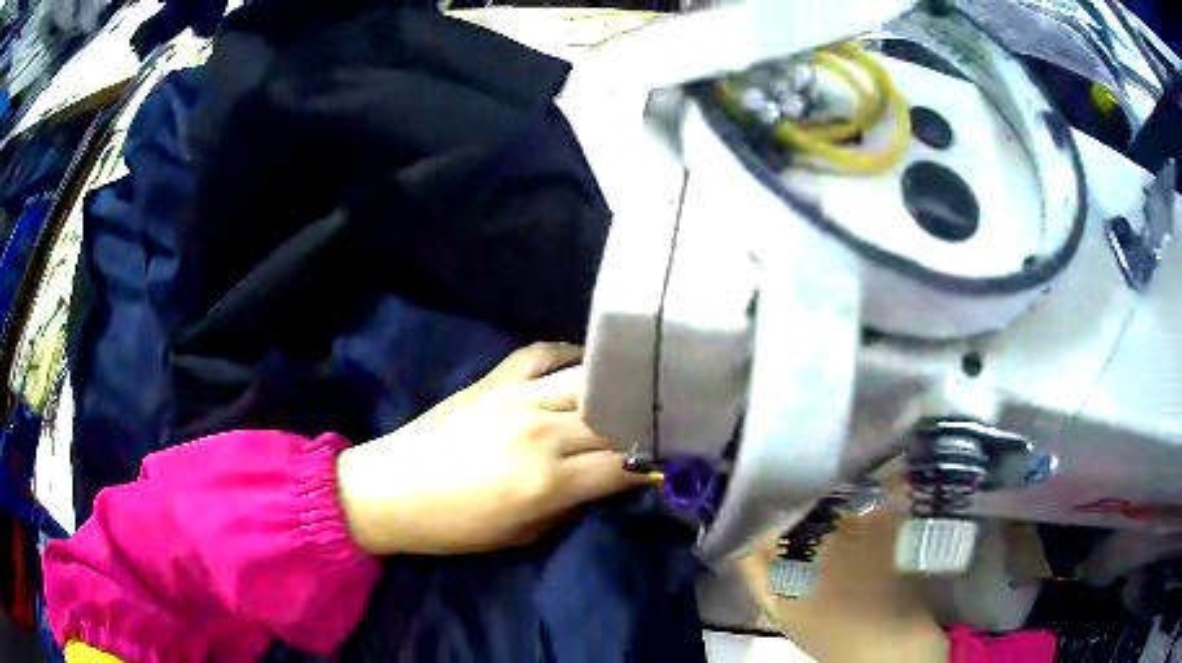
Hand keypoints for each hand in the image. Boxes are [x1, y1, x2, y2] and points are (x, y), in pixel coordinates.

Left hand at [336, 343, 647, 554]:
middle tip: (665, 424)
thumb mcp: (522, 534)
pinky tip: (584, 363)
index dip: (656, 464)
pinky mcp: (493, 380)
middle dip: (645, 424)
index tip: (675, 461)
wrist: (392, 491)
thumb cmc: (456, 527)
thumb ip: (572, 506)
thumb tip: (609, 484)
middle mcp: (540, 432)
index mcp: (548, 480)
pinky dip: (568, 353)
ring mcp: (515, 398)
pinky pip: (541, 353)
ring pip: (586, 381)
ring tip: (636, 391)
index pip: (624, 465)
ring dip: (617, 387)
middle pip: (613, 419)